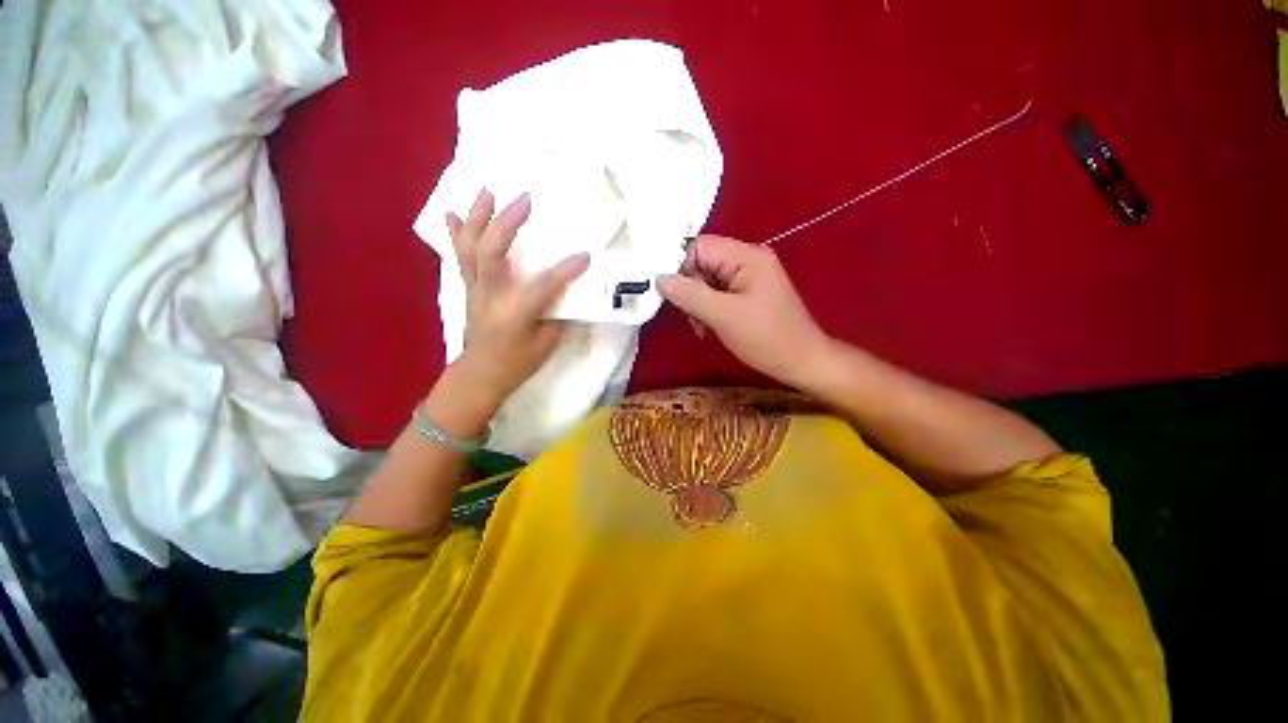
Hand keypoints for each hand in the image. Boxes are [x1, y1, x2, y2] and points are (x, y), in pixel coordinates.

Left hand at [445, 189, 589, 403]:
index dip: (566, 270)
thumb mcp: (547, 344)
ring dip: (478, 218)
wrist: (480, 375)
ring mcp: (475, 290)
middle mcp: (491, 297)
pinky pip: (460, 257)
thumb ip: (559, 315)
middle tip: (525, 199)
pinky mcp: (468, 289)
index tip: (585, 255)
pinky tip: (453, 213)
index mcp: (515, 314)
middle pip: (493, 253)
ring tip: (487, 191)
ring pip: (470, 248)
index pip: (544, 286)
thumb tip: (571, 292)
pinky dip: (457, 234)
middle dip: (508, 223)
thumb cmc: (517, 364)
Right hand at [657, 235, 830, 389]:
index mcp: (746, 256)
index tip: (668, 294)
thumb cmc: (766, 338)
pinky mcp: (747, 294)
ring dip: (697, 303)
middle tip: (690, 316)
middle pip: (701, 263)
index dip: (679, 267)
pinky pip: (716, 294)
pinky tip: (709, 328)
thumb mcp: (724, 316)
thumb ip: (690, 294)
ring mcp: (748, 278)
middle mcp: (747, 260)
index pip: (699, 246)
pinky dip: (708, 310)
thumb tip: (658, 278)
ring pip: (706, 281)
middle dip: (690, 289)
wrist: (801, 362)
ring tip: (702, 327)